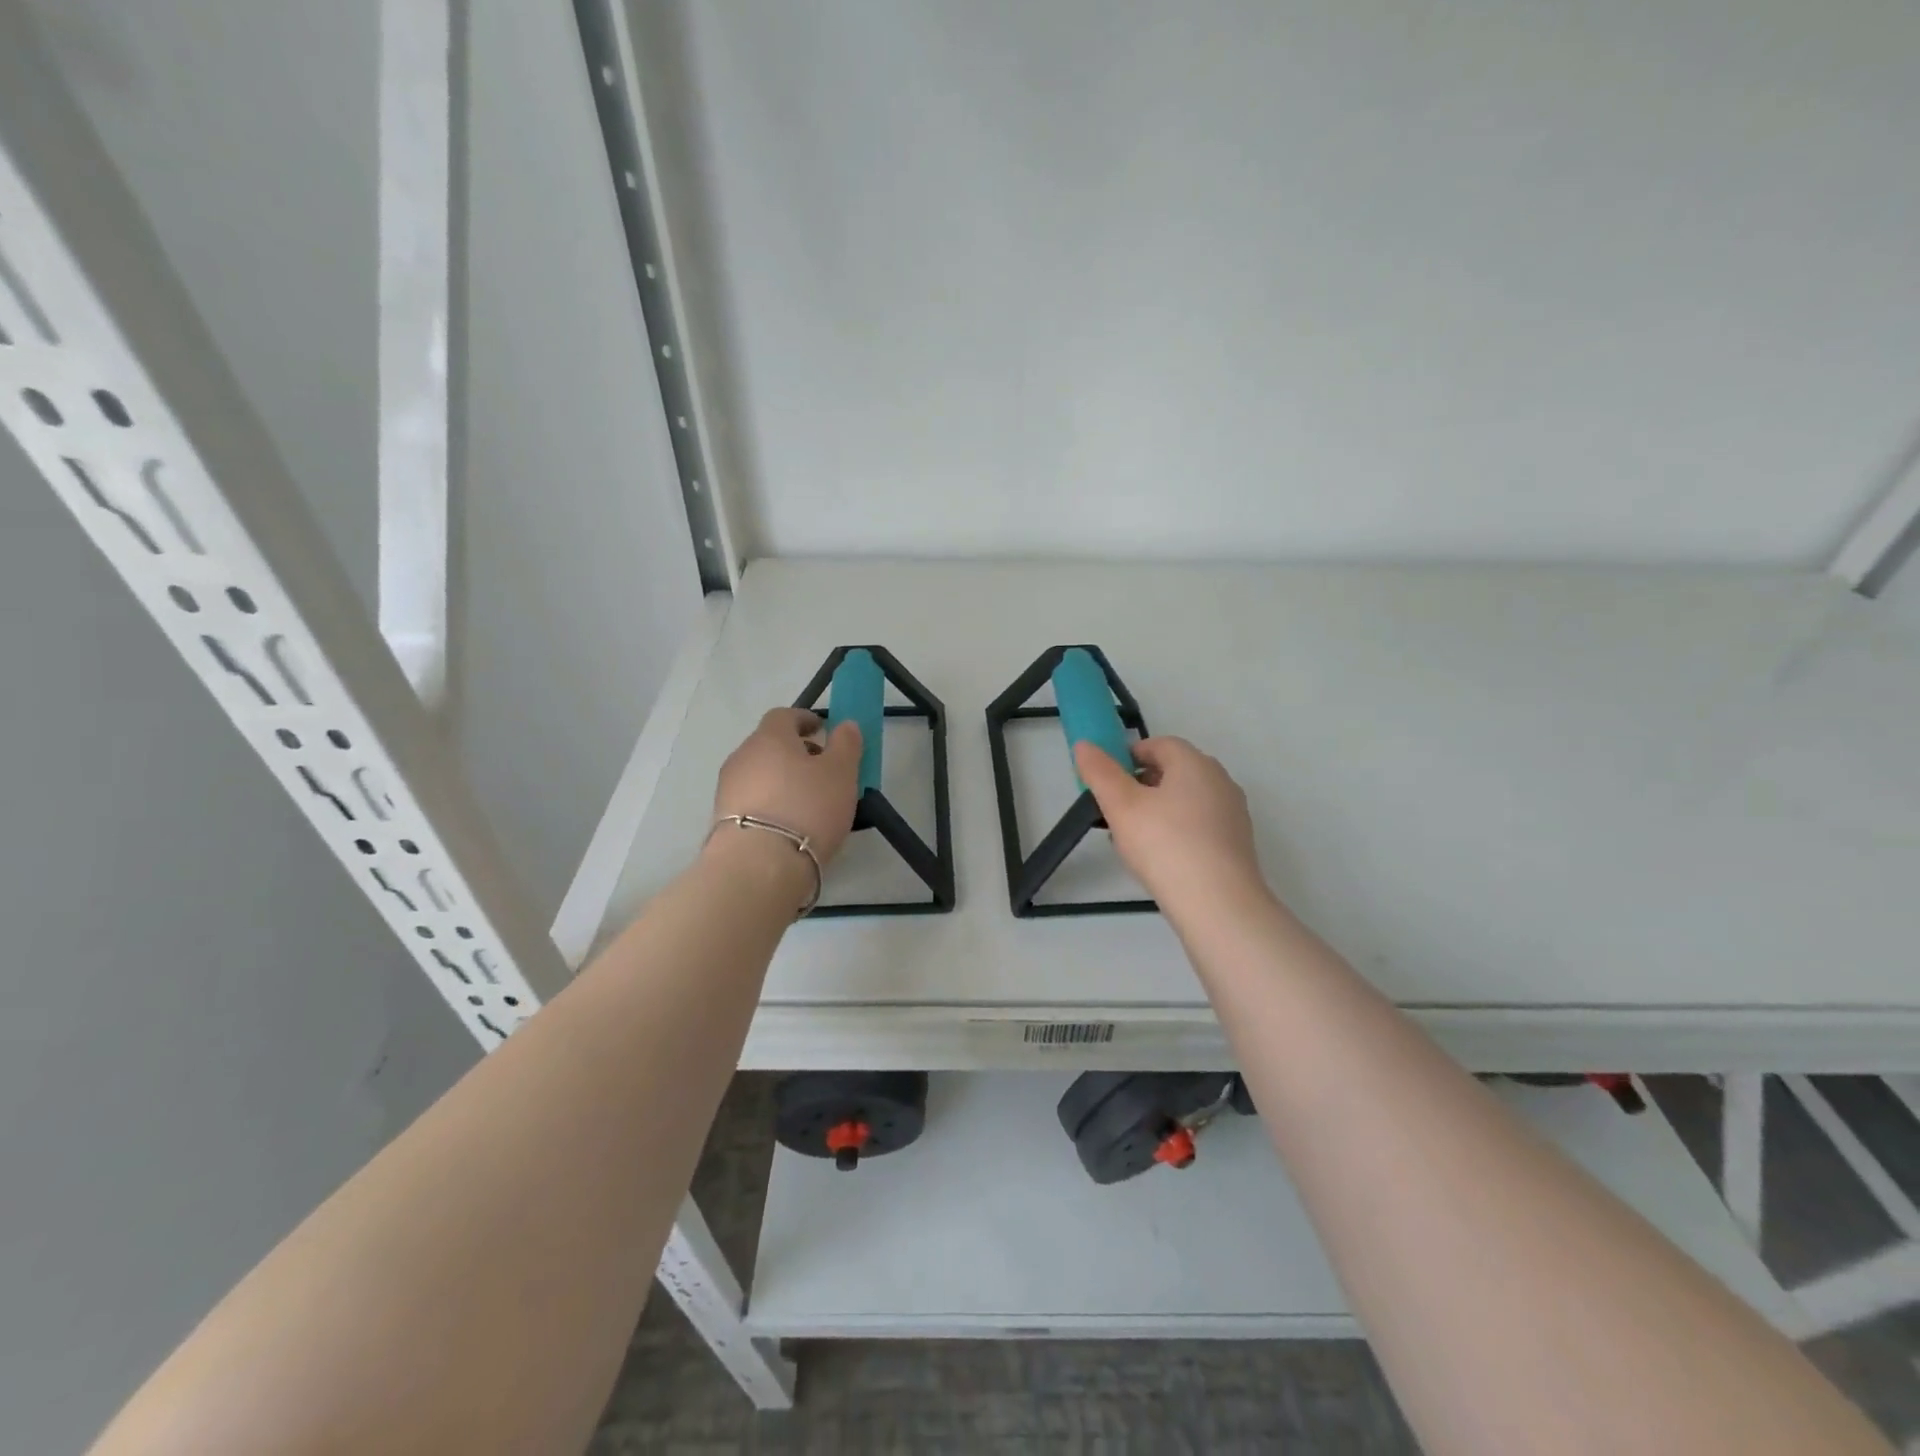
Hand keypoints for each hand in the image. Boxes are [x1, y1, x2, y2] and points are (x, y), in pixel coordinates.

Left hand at [712, 708, 862, 865]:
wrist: (758, 865)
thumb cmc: (806, 808)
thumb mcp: (841, 773)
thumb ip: (846, 744)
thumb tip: (846, 724)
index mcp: (769, 737)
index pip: (784, 715)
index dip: (804, 720)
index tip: (822, 731)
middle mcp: (742, 756)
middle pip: (769, 745)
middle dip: (794, 752)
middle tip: (821, 770)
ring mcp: (727, 788)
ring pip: (759, 774)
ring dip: (781, 780)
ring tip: (807, 803)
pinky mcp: (721, 820)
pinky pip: (752, 801)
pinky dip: (770, 804)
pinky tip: (788, 825)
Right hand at [1074, 736, 1266, 914]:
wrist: (1218, 904)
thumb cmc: (1164, 845)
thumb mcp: (1121, 805)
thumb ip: (1100, 772)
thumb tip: (1084, 745)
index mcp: (1194, 763)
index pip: (1158, 744)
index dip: (1128, 757)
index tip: (1106, 781)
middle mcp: (1219, 780)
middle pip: (1174, 771)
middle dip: (1141, 785)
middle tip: (1115, 812)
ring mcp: (1232, 812)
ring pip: (1186, 800)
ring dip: (1157, 810)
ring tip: (1132, 840)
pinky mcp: (1237, 843)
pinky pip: (1199, 825)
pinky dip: (1177, 832)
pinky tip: (1161, 859)